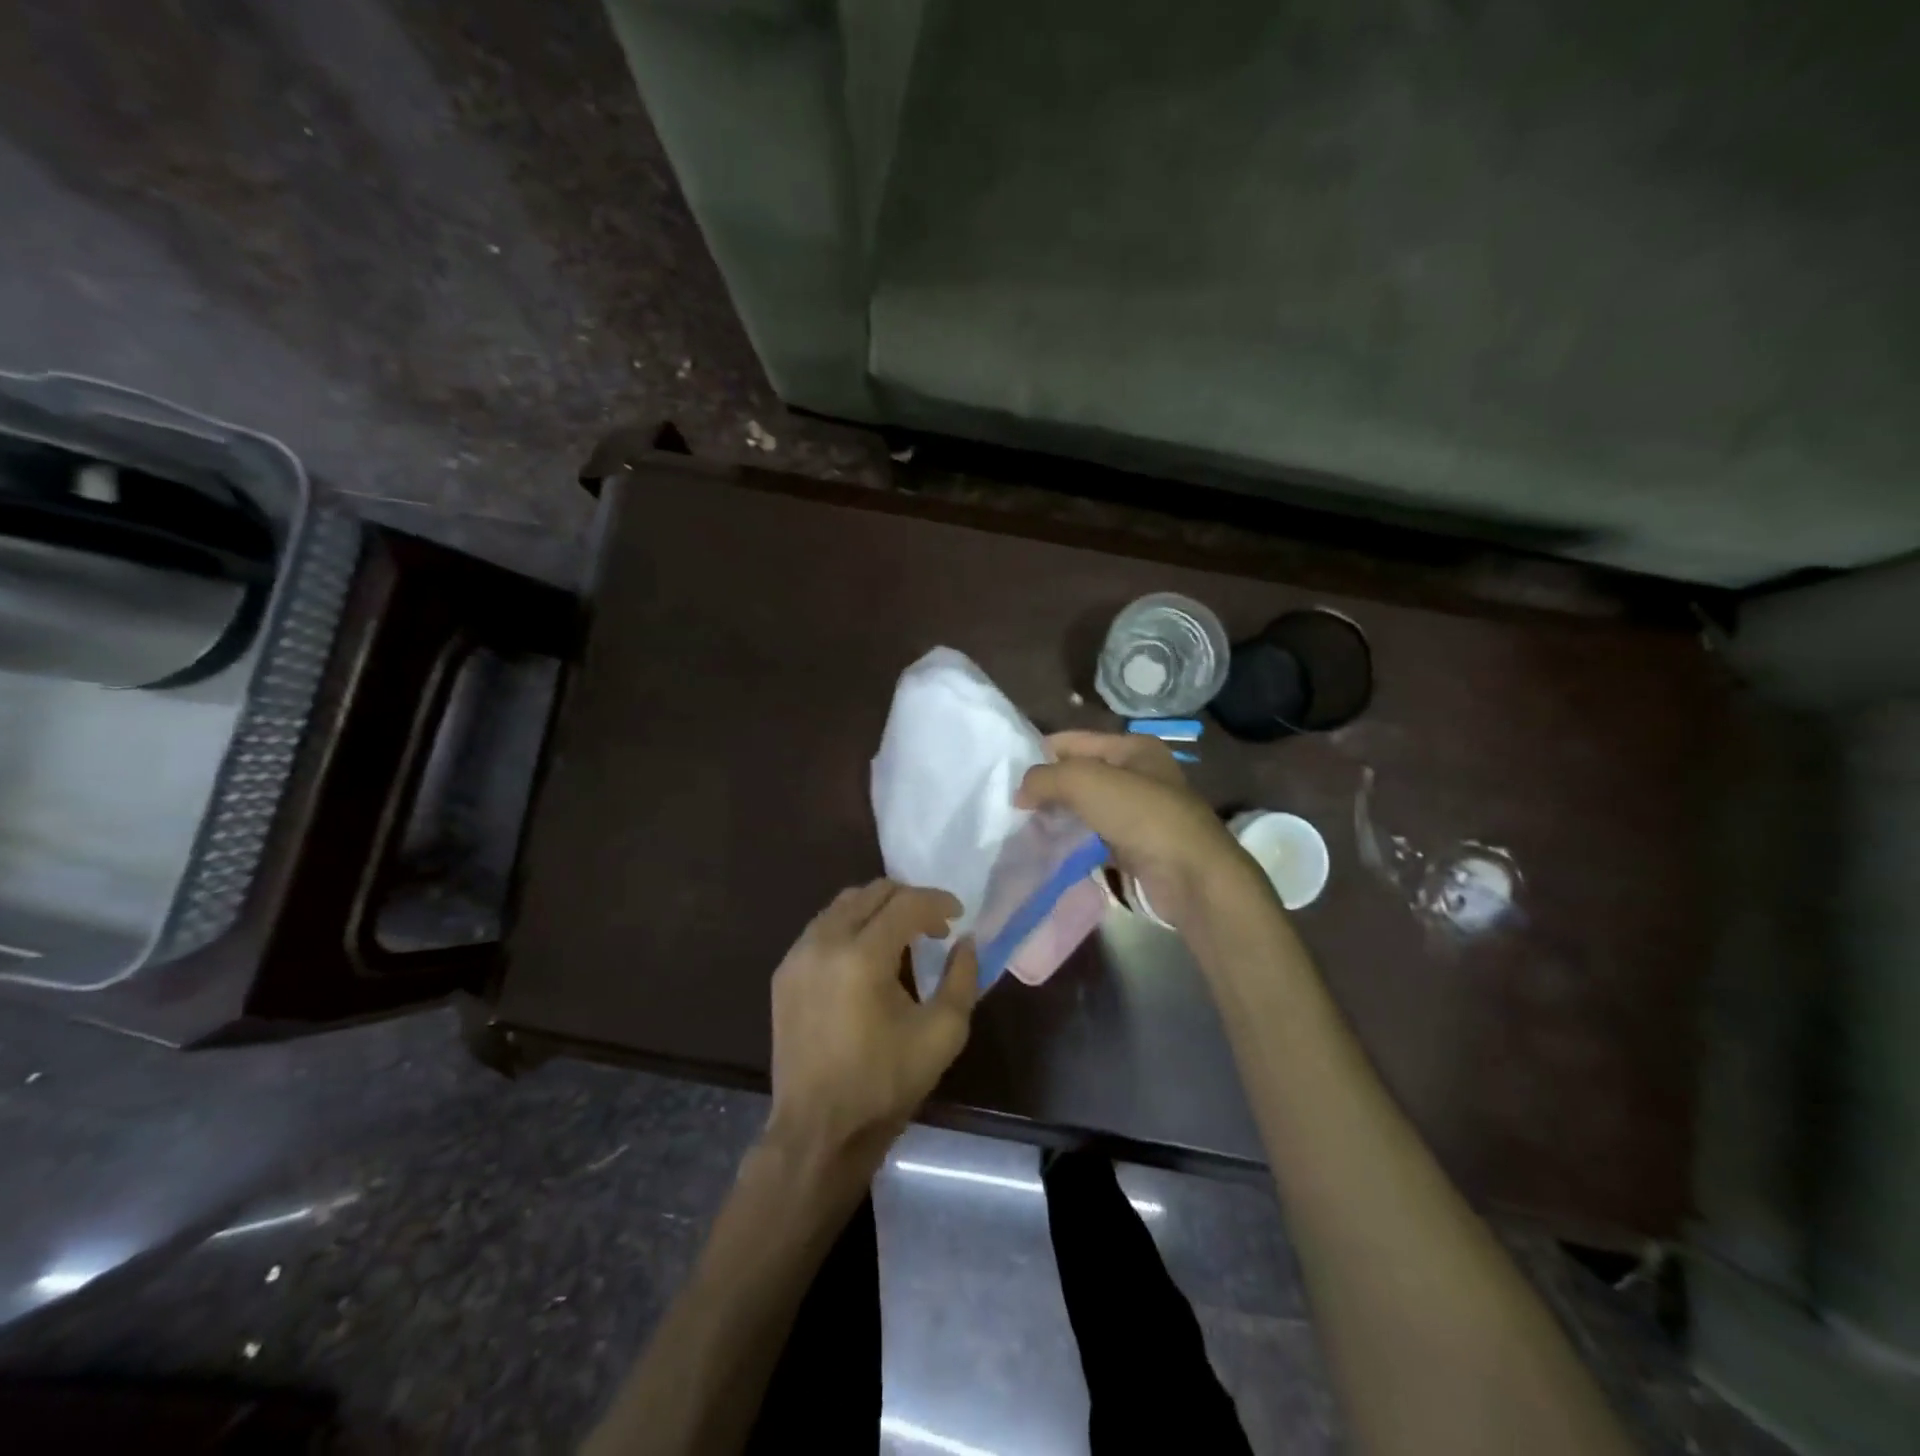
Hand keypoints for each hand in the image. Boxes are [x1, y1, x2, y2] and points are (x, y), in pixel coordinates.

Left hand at [765, 880, 978, 1177]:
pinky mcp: (784, 973)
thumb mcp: (942, 1033)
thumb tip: (965, 941)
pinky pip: (822, 928)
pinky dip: (850, 926)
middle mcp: (824, 942)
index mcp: (862, 956)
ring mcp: (798, 956)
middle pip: (871, 892)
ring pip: (843, 905)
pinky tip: (867, 956)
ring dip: (877, 909)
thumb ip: (963, 978)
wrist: (818, 1130)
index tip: (958, 915)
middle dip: (908, 899)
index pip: (905, 903)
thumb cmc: (885, 1083)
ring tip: (902, 937)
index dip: (937, 902)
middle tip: (933, 925)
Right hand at [1017, 731, 1261, 928]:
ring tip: (1023, 827)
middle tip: (1012, 804)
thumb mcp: (1085, 781)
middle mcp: (1139, 775)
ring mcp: (1139, 813)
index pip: (1074, 741)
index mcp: (1133, 748)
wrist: (1190, 876)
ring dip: (1059, 816)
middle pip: (1080, 775)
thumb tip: (1020, 793)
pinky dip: (1074, 841)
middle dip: (1048, 787)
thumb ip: (1045, 778)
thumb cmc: (1141, 815)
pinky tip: (1050, 849)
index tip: (1006, 773)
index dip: (1040, 753)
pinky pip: (1095, 837)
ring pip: (1086, 808)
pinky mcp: (1137, 847)